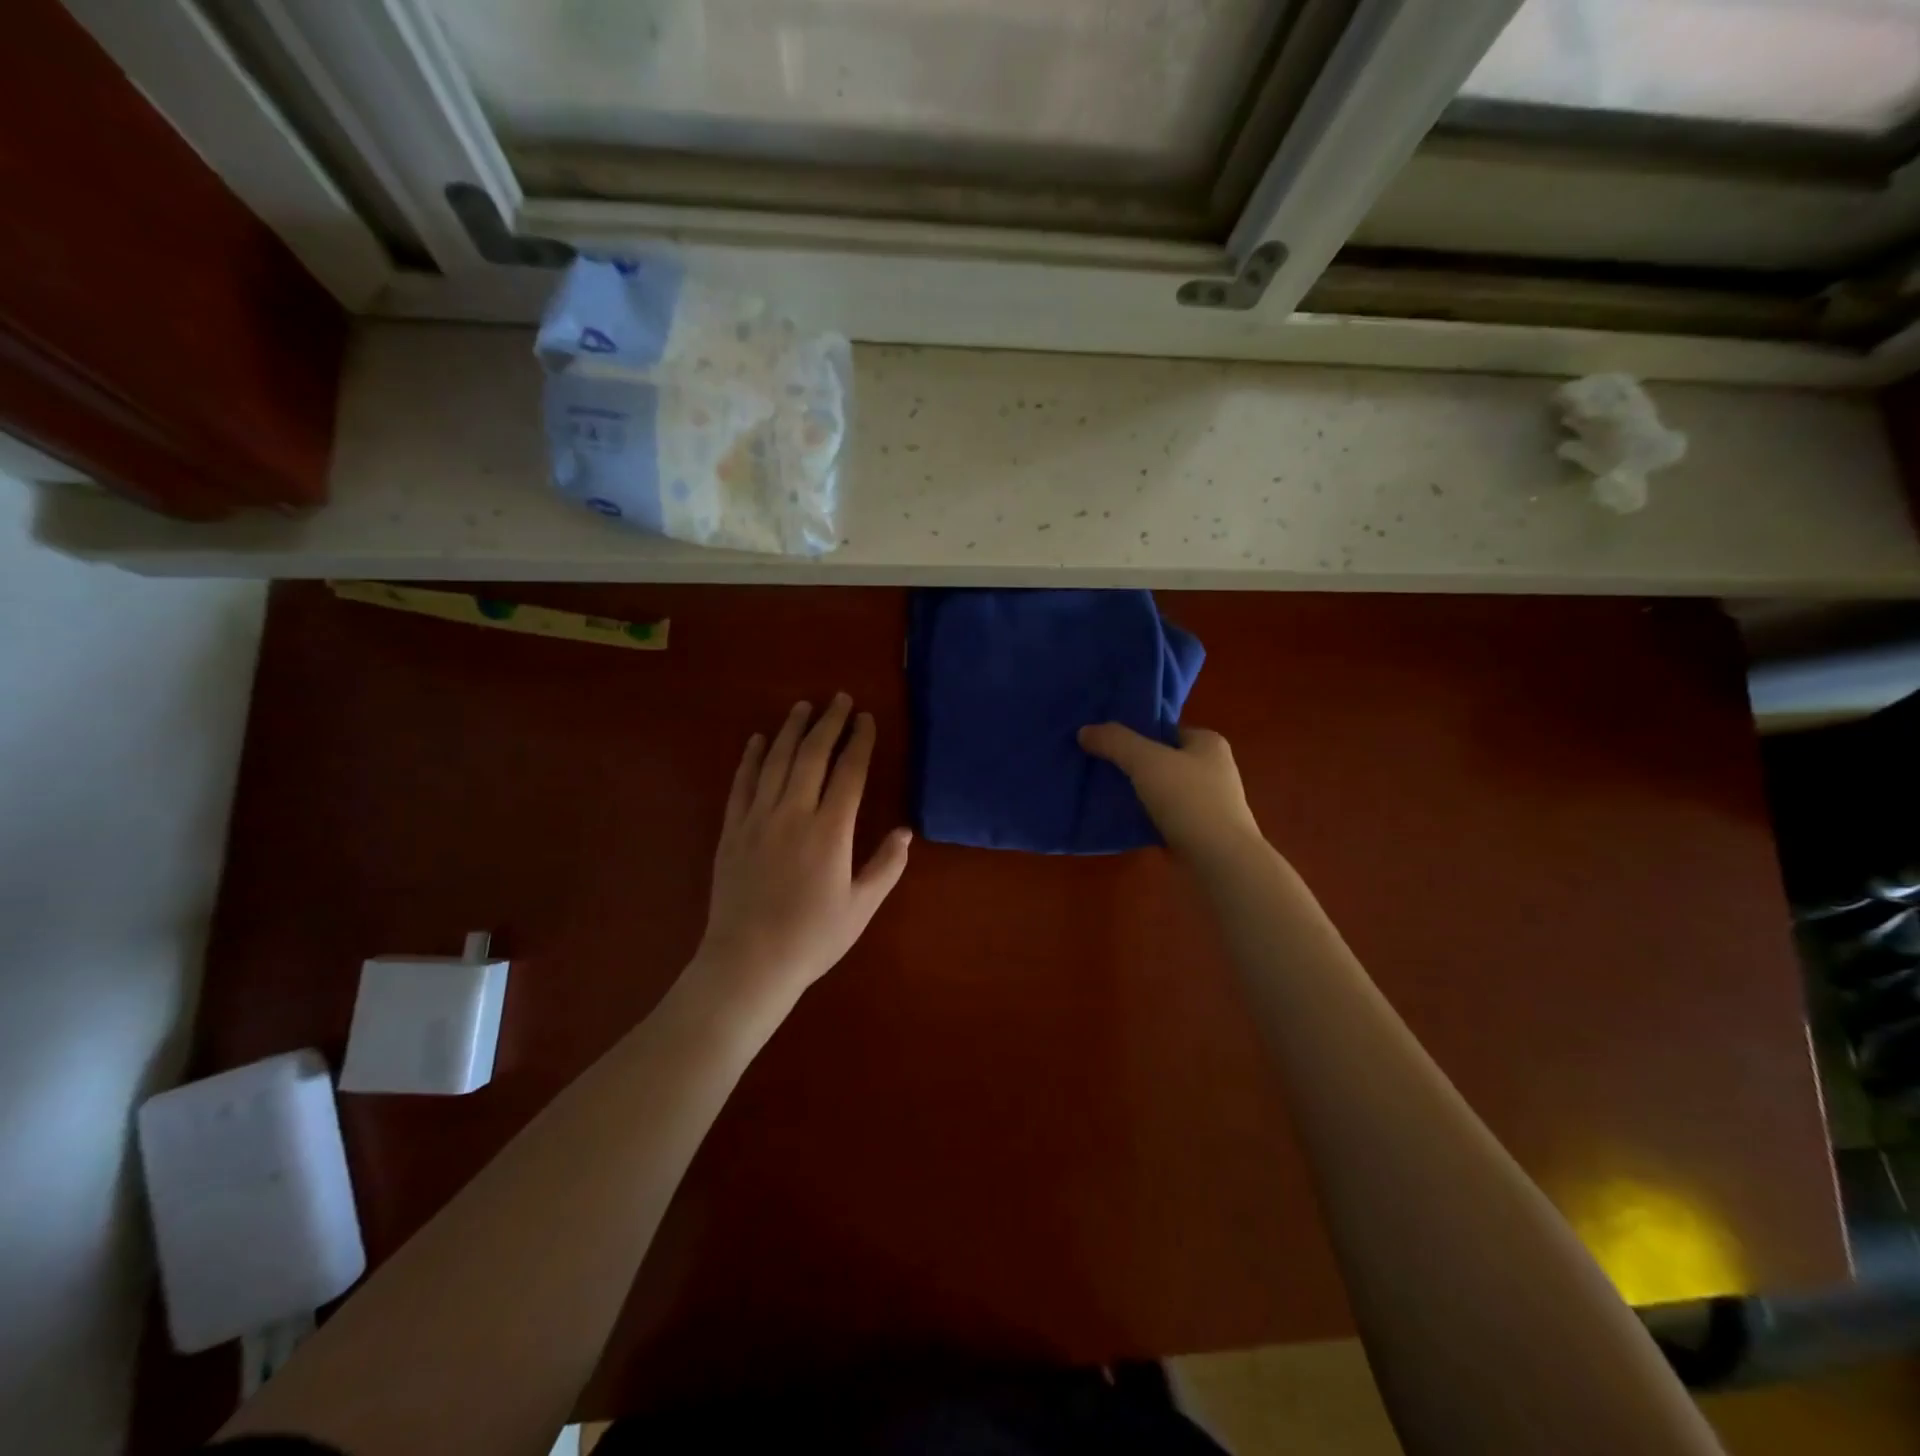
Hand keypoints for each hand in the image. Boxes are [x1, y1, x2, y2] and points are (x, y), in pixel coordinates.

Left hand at [690, 694, 910, 1016]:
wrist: (748, 963)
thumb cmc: (812, 938)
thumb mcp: (861, 908)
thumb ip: (886, 867)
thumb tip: (905, 832)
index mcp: (830, 831)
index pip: (849, 773)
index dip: (859, 742)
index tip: (866, 719)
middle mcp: (793, 814)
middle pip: (812, 756)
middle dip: (828, 723)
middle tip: (839, 700)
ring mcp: (758, 819)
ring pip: (776, 762)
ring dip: (791, 730)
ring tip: (803, 706)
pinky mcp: (732, 831)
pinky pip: (742, 784)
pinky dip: (751, 758)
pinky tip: (758, 740)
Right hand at [1078, 722, 1263, 864]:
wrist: (1219, 861)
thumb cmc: (1189, 799)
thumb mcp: (1146, 760)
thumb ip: (1115, 741)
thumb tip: (1084, 731)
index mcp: (1208, 743)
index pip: (1165, 730)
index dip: (1135, 733)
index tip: (1104, 741)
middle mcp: (1212, 769)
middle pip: (1161, 760)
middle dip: (1131, 764)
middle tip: (1096, 765)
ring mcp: (1207, 803)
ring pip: (1160, 790)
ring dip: (1135, 792)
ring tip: (1100, 792)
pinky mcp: (1198, 831)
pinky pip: (1162, 817)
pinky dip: (1142, 817)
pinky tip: (1117, 820)